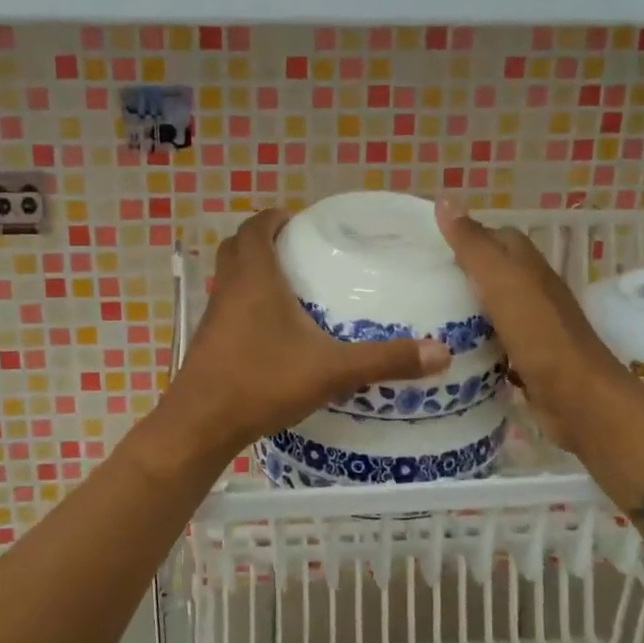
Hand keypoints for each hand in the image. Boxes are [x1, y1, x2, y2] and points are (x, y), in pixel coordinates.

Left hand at [160, 208, 449, 456]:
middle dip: (264, 240)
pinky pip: (227, 306)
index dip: (275, 218)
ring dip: (252, 271)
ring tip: (291, 287)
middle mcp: (230, 288)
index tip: (301, 222)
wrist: (201, 424)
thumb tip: (442, 352)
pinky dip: (246, 303)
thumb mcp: (331, 370)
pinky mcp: (208, 341)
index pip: (256, 227)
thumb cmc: (262, 382)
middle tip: (298, 250)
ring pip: (230, 277)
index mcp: (255, 277)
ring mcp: (214, 315)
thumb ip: (385, 359)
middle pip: (238, 246)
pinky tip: (273, 331)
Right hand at [434, 201, 620, 448]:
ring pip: (490, 309)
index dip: (463, 236)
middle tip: (415, 284)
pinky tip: (446, 351)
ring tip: (420, 316)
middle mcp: (532, 292)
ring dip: (463, 310)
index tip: (425, 248)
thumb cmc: (539, 334)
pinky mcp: (526, 360)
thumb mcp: (501, 281)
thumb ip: (473, 244)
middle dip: (457, 274)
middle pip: (491, 273)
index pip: (494, 237)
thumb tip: (445, 199)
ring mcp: (531, 327)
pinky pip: (492, 343)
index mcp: (528, 266)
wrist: (578, 398)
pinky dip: (472, 343)